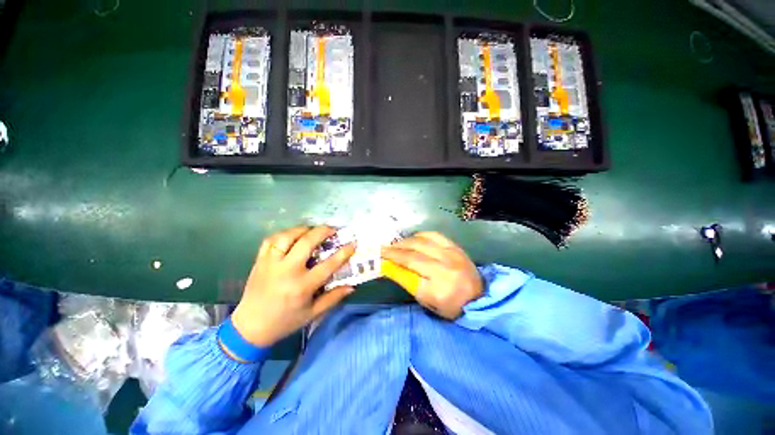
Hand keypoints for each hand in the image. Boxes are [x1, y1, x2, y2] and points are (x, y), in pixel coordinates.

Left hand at [231, 226, 355, 346]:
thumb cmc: (284, 321)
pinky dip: (283, 234)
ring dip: (303, 229)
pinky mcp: (259, 261)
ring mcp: (271, 264)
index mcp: (302, 286)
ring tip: (312, 230)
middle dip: (323, 231)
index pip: (328, 265)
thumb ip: (333, 298)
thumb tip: (352, 286)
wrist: (249, 327)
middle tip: (333, 229)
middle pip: (307, 242)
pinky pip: (270, 240)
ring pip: (287, 236)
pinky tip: (292, 235)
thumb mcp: (312, 314)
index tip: (352, 243)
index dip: (343, 252)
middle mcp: (287, 271)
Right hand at [381, 231, 482, 319]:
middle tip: (383, 249)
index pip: (408, 272)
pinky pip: (434, 235)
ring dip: (405, 241)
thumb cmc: (450, 305)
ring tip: (396, 244)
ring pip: (422, 241)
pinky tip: (412, 239)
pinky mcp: (455, 247)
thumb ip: (407, 281)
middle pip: (413, 254)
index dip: (391, 262)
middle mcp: (445, 269)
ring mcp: (451, 255)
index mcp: (438, 289)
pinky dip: (419, 235)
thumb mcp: (426, 300)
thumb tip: (389, 265)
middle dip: (394, 250)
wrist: (479, 297)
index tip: (379, 257)